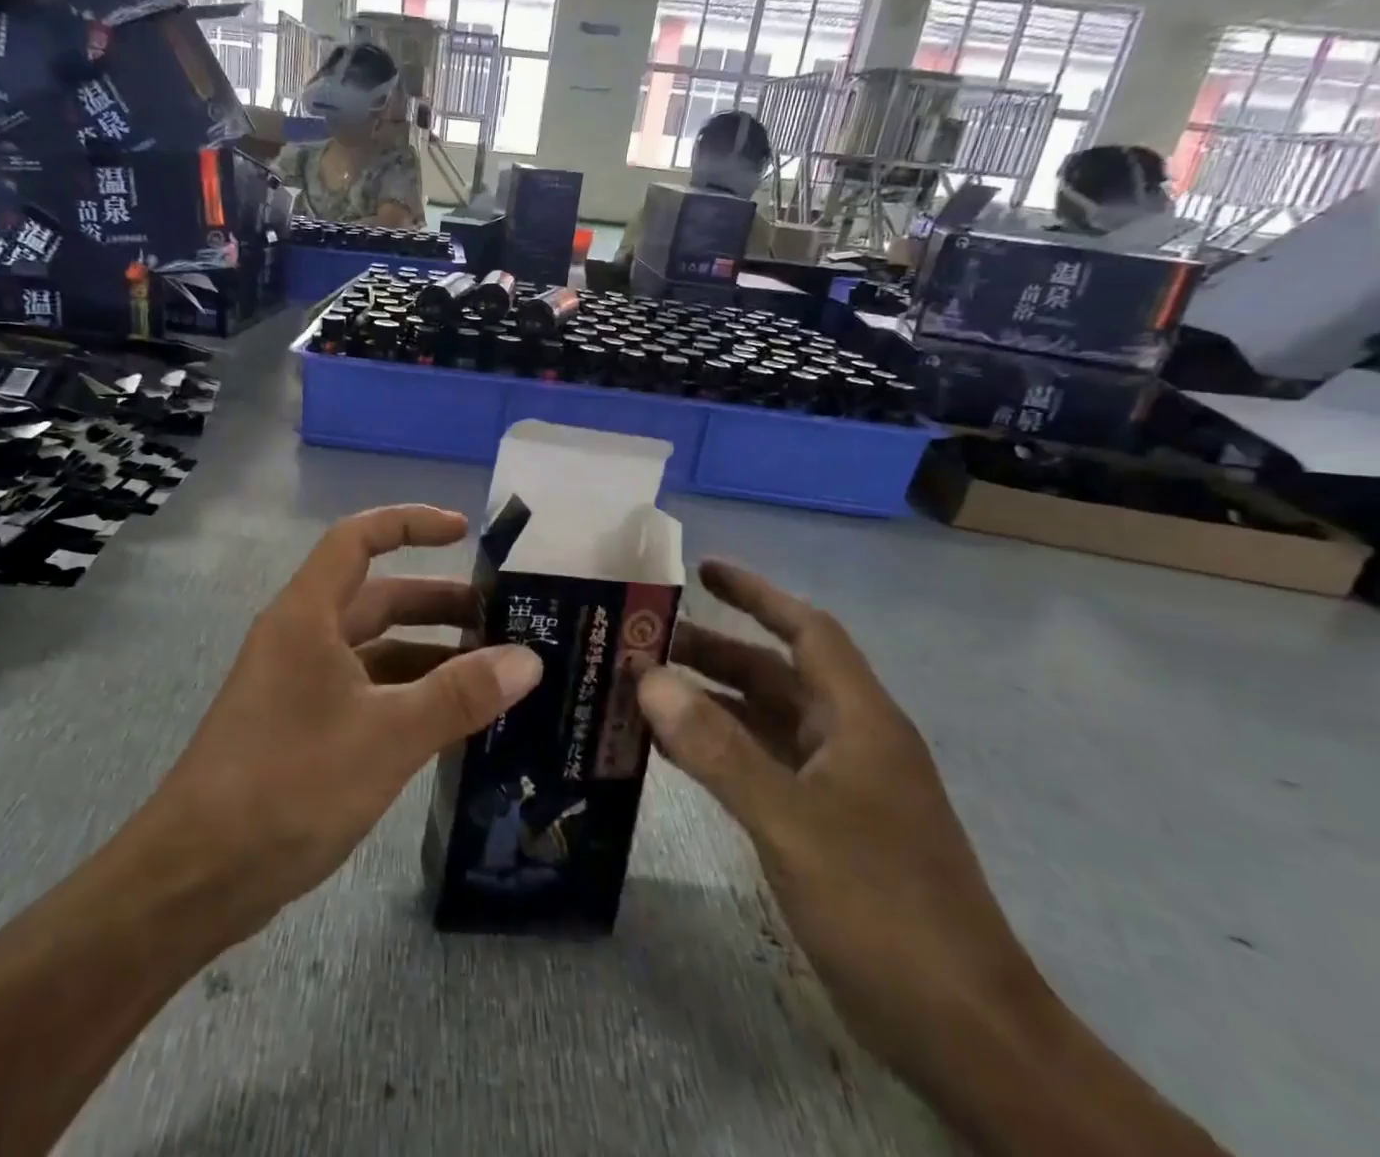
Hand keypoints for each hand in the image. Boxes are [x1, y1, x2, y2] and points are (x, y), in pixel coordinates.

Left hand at [147, 504, 543, 942]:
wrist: (198, 874)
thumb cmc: (290, 782)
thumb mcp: (388, 735)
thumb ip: (460, 695)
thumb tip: (529, 659)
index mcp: (308, 615)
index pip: (358, 539)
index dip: (410, 523)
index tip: (464, 532)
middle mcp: (302, 638)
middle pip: (376, 598)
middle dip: (437, 603)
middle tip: (502, 621)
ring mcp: (299, 685)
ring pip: (375, 651)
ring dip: (429, 656)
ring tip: (492, 675)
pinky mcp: (303, 729)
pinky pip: (367, 694)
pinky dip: (409, 697)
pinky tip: (453, 724)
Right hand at [636, 561, 1049, 1087]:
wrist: (965, 1034)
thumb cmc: (884, 908)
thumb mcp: (790, 821)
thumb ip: (717, 749)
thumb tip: (649, 679)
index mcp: (858, 721)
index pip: (807, 631)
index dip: (757, 594)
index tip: (703, 571)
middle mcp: (850, 742)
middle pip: (774, 675)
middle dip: (711, 652)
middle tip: (642, 640)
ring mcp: (839, 788)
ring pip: (763, 723)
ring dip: (708, 703)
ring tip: (640, 691)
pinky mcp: (825, 829)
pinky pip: (760, 766)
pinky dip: (717, 751)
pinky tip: (671, 755)